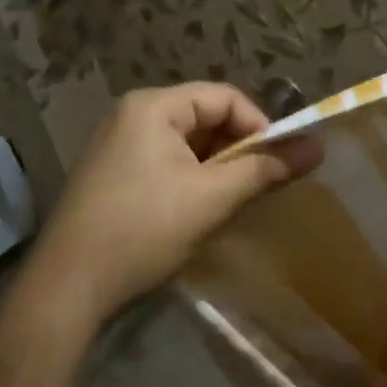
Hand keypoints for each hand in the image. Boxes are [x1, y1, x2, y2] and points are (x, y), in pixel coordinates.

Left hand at [22, 83, 321, 325]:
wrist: (67, 288)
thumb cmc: (144, 230)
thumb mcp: (214, 198)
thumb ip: (267, 168)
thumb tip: (319, 147)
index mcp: (152, 107)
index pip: (225, 98)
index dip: (260, 127)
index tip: (279, 165)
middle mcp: (131, 115)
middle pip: (205, 118)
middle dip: (238, 150)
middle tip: (258, 187)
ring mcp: (116, 146)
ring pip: (187, 145)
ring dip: (217, 169)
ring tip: (230, 203)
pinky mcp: (111, 175)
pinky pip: (166, 163)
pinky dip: (191, 181)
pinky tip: (197, 213)